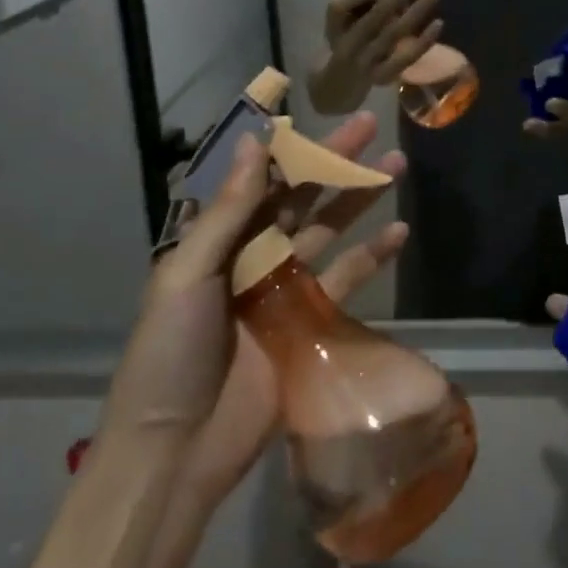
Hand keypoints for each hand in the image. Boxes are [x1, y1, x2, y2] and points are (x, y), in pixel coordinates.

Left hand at [100, 112, 406, 567]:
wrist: (176, 453)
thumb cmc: (168, 354)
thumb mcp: (187, 274)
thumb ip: (228, 211)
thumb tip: (254, 140)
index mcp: (220, 238)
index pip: (264, 179)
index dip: (294, 147)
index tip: (319, 114)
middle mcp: (255, 254)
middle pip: (304, 197)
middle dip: (337, 161)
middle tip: (373, 125)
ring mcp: (285, 289)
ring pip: (330, 230)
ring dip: (361, 199)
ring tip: (396, 166)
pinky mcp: (311, 324)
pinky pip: (345, 280)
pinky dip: (371, 256)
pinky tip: (399, 233)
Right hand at [320, 0, 442, 88]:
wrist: (336, 85)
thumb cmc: (343, 41)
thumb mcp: (342, 18)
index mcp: (335, 21)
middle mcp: (347, 42)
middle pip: (376, 14)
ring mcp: (365, 62)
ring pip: (393, 33)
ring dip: (416, 12)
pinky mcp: (382, 76)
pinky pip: (406, 58)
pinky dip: (423, 41)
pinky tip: (438, 23)